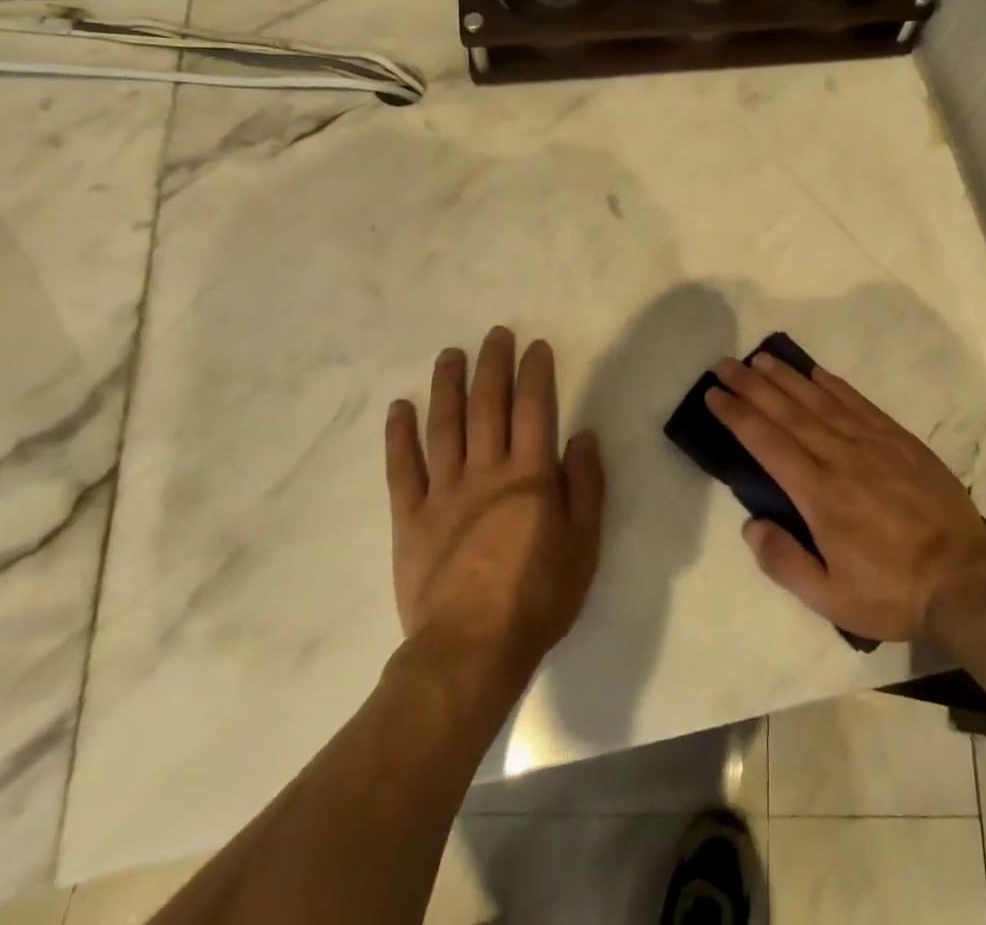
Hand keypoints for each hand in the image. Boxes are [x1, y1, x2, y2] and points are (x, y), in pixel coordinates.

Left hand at [386, 328, 604, 680]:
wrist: (470, 651)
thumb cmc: (537, 598)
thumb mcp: (583, 545)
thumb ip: (586, 487)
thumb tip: (583, 436)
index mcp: (530, 477)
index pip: (534, 409)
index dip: (535, 374)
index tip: (535, 346)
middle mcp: (486, 473)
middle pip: (488, 406)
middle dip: (492, 366)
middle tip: (495, 335)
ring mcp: (443, 493)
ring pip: (444, 426)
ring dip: (447, 386)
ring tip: (450, 355)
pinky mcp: (410, 518)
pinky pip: (402, 469)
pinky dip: (399, 435)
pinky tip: (400, 407)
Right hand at [705, 354, 985, 641]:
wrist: (964, 578)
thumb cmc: (892, 591)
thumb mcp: (830, 598)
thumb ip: (784, 561)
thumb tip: (750, 524)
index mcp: (819, 494)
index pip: (767, 443)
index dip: (737, 416)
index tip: (714, 395)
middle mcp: (840, 457)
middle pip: (788, 412)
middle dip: (752, 386)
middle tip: (726, 365)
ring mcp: (872, 443)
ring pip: (820, 401)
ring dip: (787, 378)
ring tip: (761, 359)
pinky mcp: (899, 440)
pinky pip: (859, 403)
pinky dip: (834, 385)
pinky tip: (816, 373)